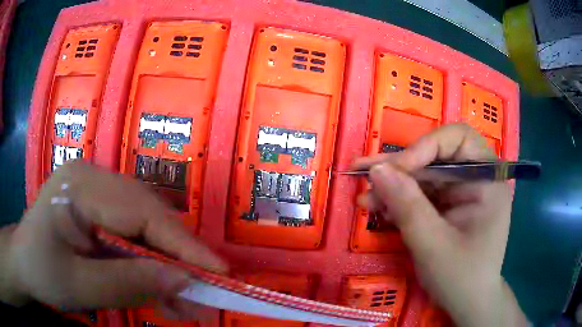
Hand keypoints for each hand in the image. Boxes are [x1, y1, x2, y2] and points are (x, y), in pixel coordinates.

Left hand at [3, 160, 225, 319]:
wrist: (22, 264)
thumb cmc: (40, 272)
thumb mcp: (80, 286)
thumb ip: (130, 283)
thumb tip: (184, 281)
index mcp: (79, 186)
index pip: (141, 212)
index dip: (182, 244)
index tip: (219, 271)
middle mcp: (92, 177)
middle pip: (147, 214)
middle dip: (177, 256)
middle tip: (204, 290)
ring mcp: (94, 190)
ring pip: (144, 225)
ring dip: (165, 263)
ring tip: (183, 297)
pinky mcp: (97, 208)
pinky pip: (131, 233)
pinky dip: (148, 262)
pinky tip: (158, 286)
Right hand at [353, 123, 527, 326]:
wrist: (467, 304)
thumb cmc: (461, 278)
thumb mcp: (433, 245)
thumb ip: (407, 205)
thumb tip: (377, 170)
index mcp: (487, 179)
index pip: (457, 139)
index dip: (424, 147)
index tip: (394, 170)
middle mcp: (476, 178)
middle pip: (435, 157)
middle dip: (399, 168)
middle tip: (362, 173)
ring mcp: (461, 193)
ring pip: (424, 176)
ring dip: (393, 185)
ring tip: (364, 198)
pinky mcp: (448, 206)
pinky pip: (421, 195)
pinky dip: (399, 201)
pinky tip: (378, 208)